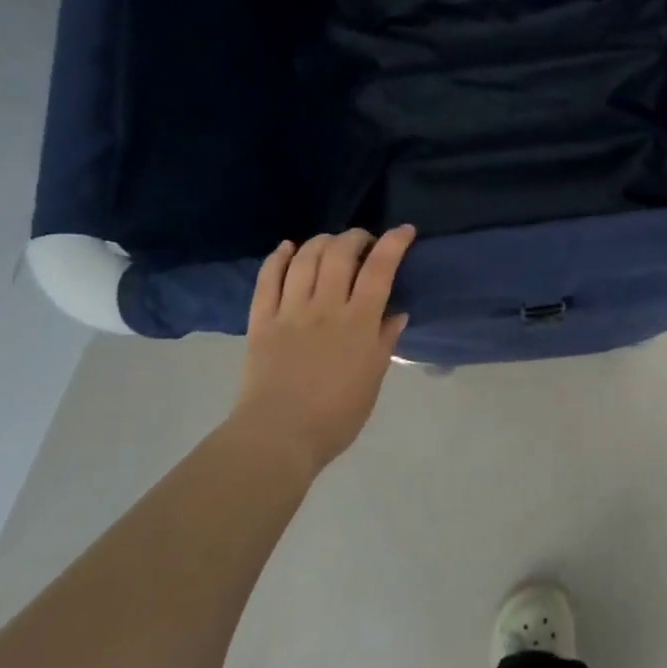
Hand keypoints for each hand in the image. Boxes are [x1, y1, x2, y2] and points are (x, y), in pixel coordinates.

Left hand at [231, 226, 416, 475]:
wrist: (278, 436)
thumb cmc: (335, 416)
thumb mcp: (373, 380)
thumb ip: (385, 342)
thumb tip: (396, 313)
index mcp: (359, 322)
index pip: (380, 269)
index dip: (394, 243)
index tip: (405, 230)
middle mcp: (325, 307)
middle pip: (340, 253)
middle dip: (356, 237)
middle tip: (364, 241)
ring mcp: (290, 310)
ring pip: (306, 258)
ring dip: (322, 241)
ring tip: (332, 243)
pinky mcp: (261, 320)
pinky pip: (268, 279)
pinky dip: (279, 257)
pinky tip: (288, 247)